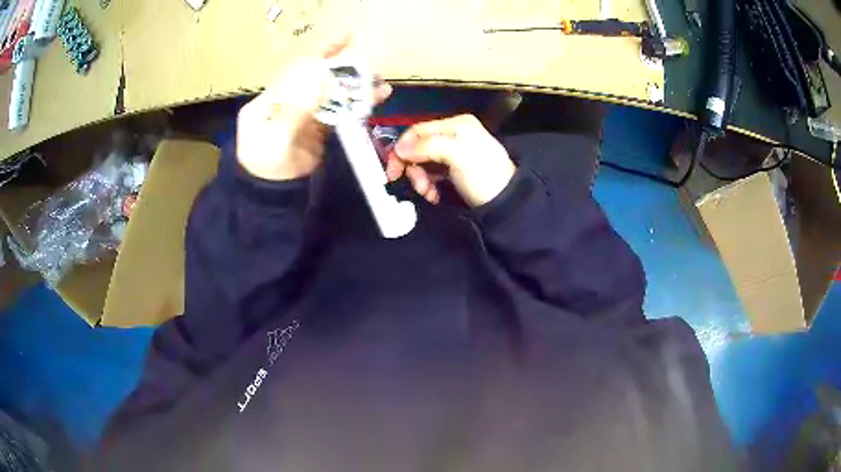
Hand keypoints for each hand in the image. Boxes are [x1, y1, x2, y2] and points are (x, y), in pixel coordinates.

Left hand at [237, 40, 392, 180]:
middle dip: (342, 70)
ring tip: (379, 84)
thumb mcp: (276, 140)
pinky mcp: (316, 130)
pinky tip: (374, 100)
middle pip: (316, 79)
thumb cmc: (267, 170)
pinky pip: (338, 112)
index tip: (345, 39)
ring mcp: (302, 116)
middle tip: (368, 63)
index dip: (320, 54)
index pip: (296, 70)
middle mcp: (286, 102)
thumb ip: (296, 108)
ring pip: (330, 95)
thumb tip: (321, 76)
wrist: (273, 199)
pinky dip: (355, 105)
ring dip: (354, 88)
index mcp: (269, 101)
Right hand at [385, 114, 515, 206]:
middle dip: (414, 168)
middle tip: (418, 186)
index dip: (402, 148)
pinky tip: (434, 195)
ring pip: (423, 162)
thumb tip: (400, 148)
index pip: (418, 130)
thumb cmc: (484, 176)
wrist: (506, 204)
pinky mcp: (454, 170)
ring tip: (428, 193)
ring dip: (420, 179)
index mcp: (456, 125)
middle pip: (419, 147)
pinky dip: (429, 185)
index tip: (393, 170)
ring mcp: (454, 153)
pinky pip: (432, 173)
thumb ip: (427, 147)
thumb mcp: (457, 156)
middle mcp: (454, 135)